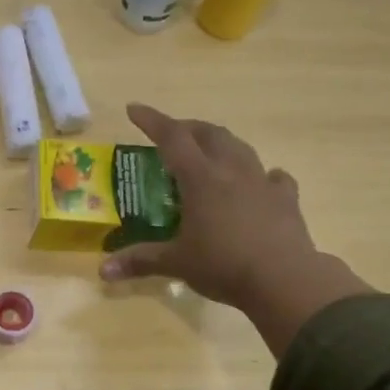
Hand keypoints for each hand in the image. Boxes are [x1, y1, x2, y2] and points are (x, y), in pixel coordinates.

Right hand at [99, 104, 371, 356]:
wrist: (285, 280)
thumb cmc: (224, 265)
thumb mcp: (177, 264)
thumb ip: (140, 261)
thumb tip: (103, 271)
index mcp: (201, 178)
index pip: (172, 137)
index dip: (151, 121)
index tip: (134, 109)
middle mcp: (231, 170)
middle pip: (209, 134)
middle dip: (188, 127)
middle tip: (172, 133)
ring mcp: (262, 182)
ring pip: (240, 148)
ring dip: (221, 143)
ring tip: (209, 151)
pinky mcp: (286, 199)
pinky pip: (274, 177)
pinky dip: (261, 174)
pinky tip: (259, 182)